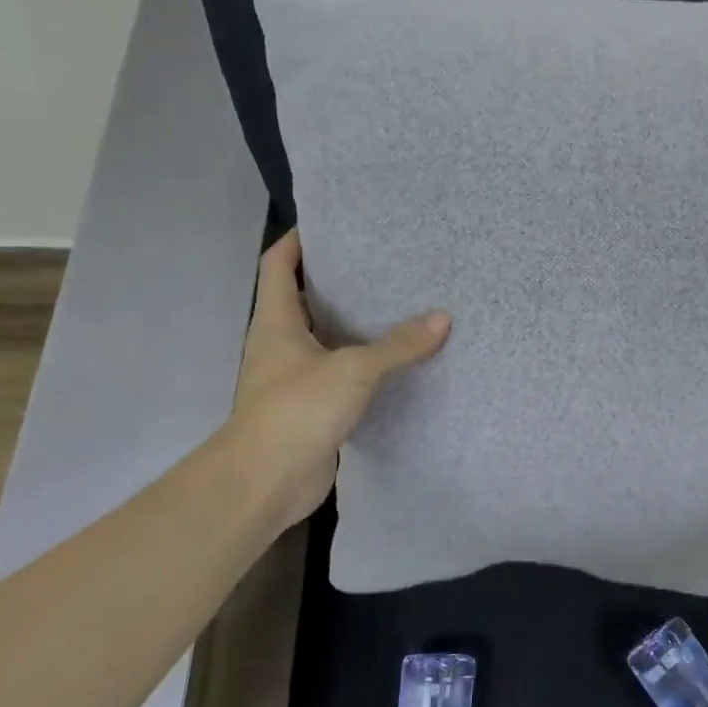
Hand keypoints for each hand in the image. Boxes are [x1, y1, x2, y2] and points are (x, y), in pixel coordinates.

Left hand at [215, 230, 449, 533]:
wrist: (264, 483)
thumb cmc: (296, 411)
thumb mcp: (352, 370)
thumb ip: (398, 345)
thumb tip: (443, 318)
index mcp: (276, 321)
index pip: (278, 264)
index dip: (299, 239)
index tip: (334, 223)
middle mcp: (281, 343)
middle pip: (305, 297)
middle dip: (338, 278)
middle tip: (384, 262)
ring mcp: (294, 377)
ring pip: (326, 337)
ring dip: (355, 323)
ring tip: (400, 303)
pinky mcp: (312, 407)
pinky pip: (341, 373)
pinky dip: (365, 363)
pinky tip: (397, 359)